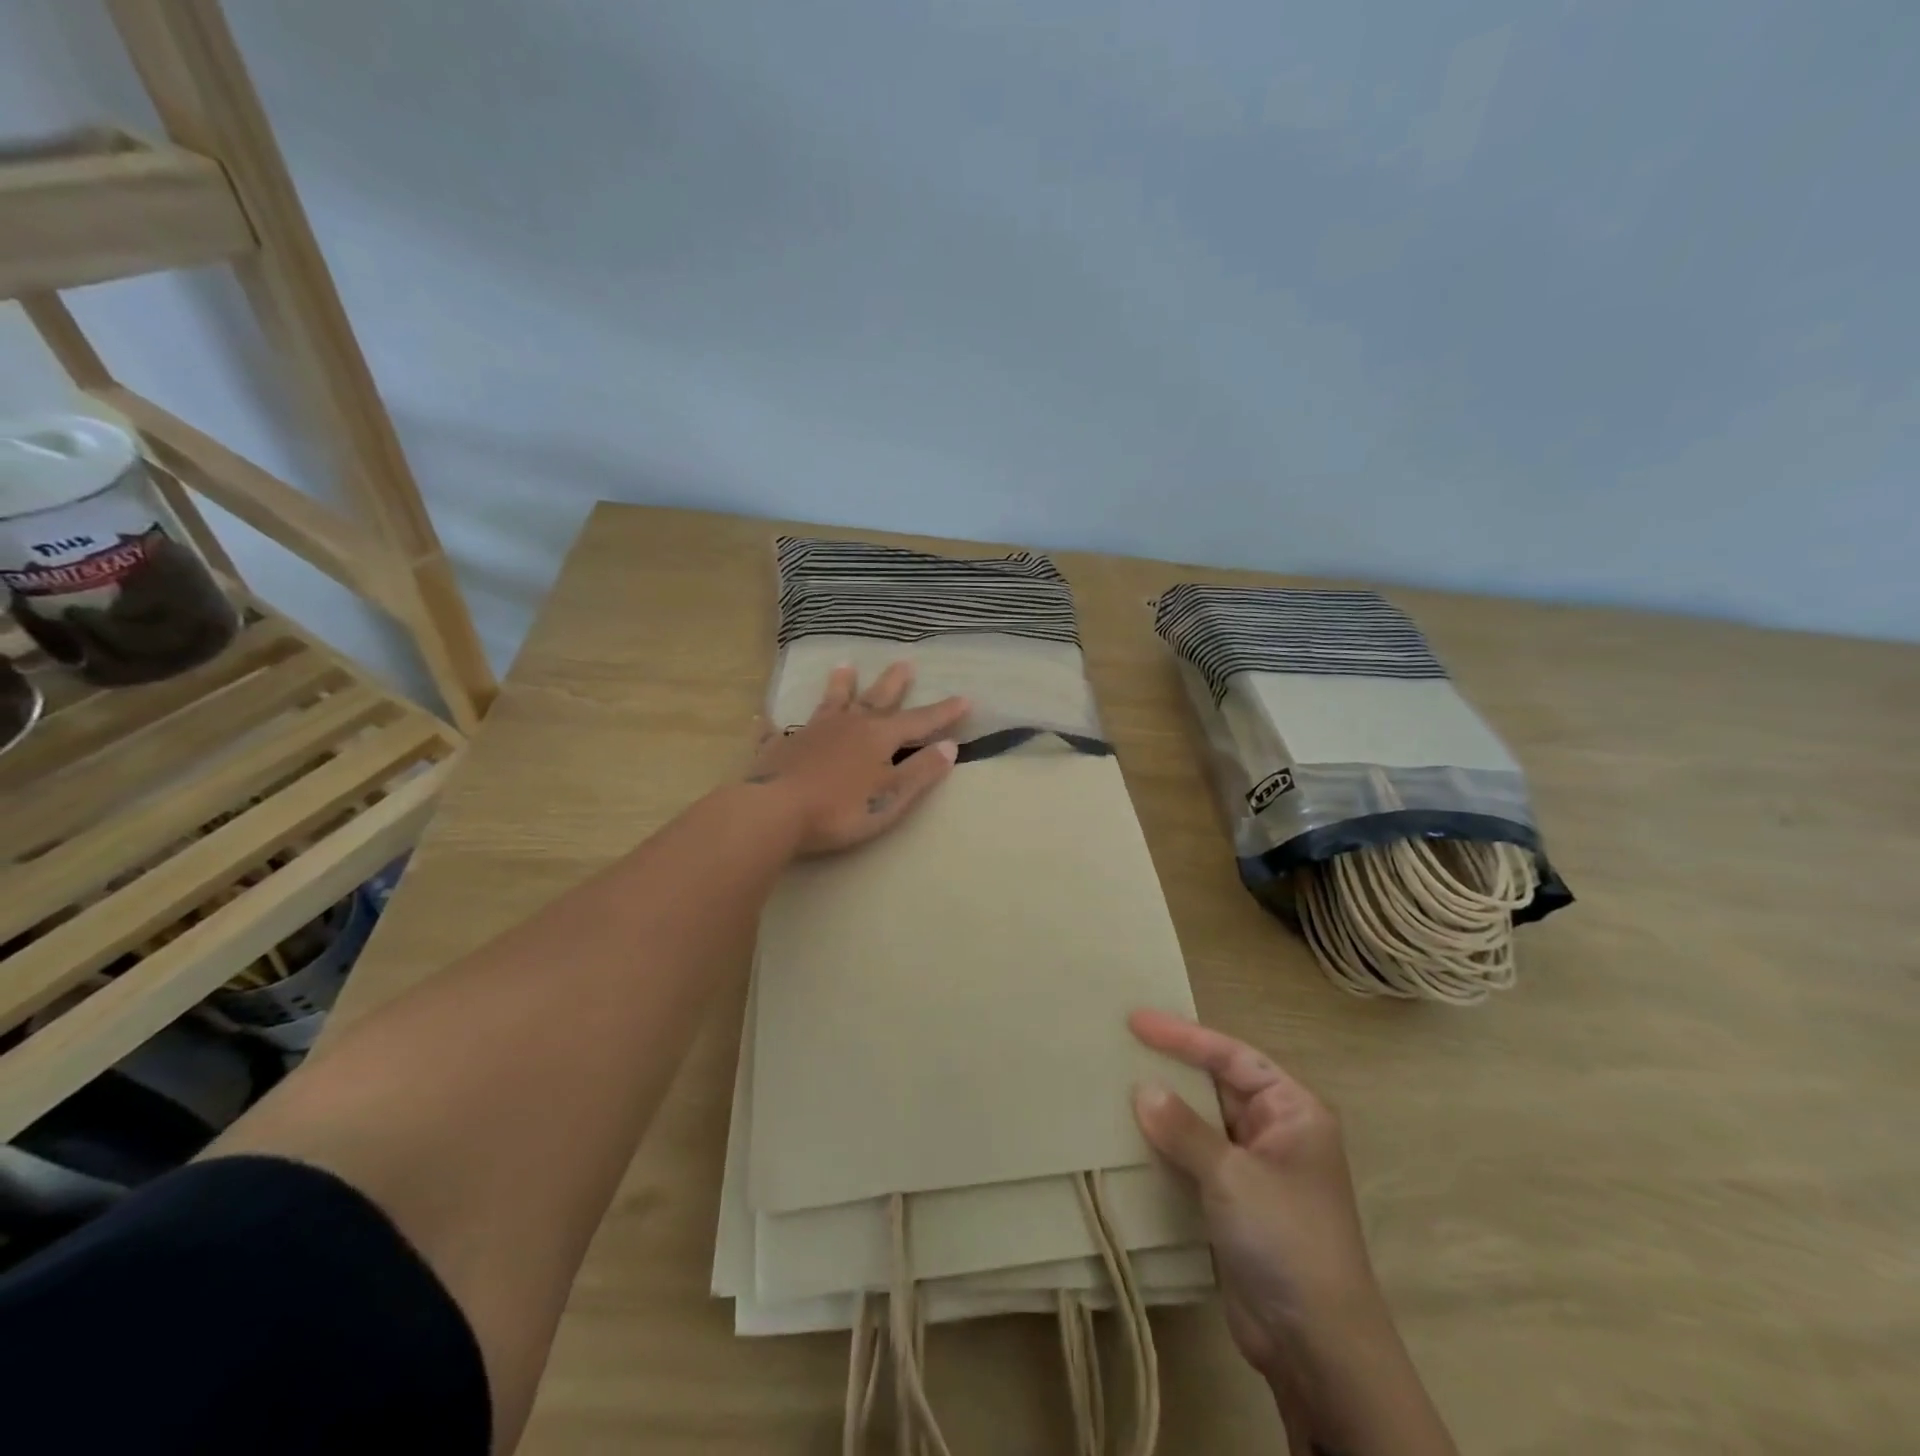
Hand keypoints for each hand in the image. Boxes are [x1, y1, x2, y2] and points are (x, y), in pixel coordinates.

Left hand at [745, 662, 968, 855]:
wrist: (775, 811)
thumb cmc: (841, 808)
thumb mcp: (892, 796)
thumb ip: (921, 771)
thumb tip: (950, 746)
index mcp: (878, 737)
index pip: (919, 721)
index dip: (943, 712)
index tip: (965, 698)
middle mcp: (846, 725)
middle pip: (875, 699)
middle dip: (893, 683)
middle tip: (904, 662)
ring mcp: (810, 733)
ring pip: (830, 703)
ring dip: (840, 686)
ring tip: (844, 666)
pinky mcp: (778, 748)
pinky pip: (776, 731)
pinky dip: (775, 724)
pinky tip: (766, 717)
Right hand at [1128, 1010, 1383, 1381]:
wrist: (1317, 1349)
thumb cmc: (1286, 1240)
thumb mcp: (1233, 1176)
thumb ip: (1184, 1129)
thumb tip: (1143, 1089)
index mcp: (1293, 1111)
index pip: (1233, 1056)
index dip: (1184, 1036)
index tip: (1136, 1021)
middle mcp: (1276, 1132)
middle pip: (1217, 1084)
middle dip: (1172, 1067)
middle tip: (1121, 1045)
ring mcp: (1255, 1169)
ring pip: (1202, 1122)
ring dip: (1165, 1108)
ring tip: (1116, 1083)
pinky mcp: (1234, 1203)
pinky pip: (1194, 1158)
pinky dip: (1165, 1146)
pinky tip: (1129, 1136)